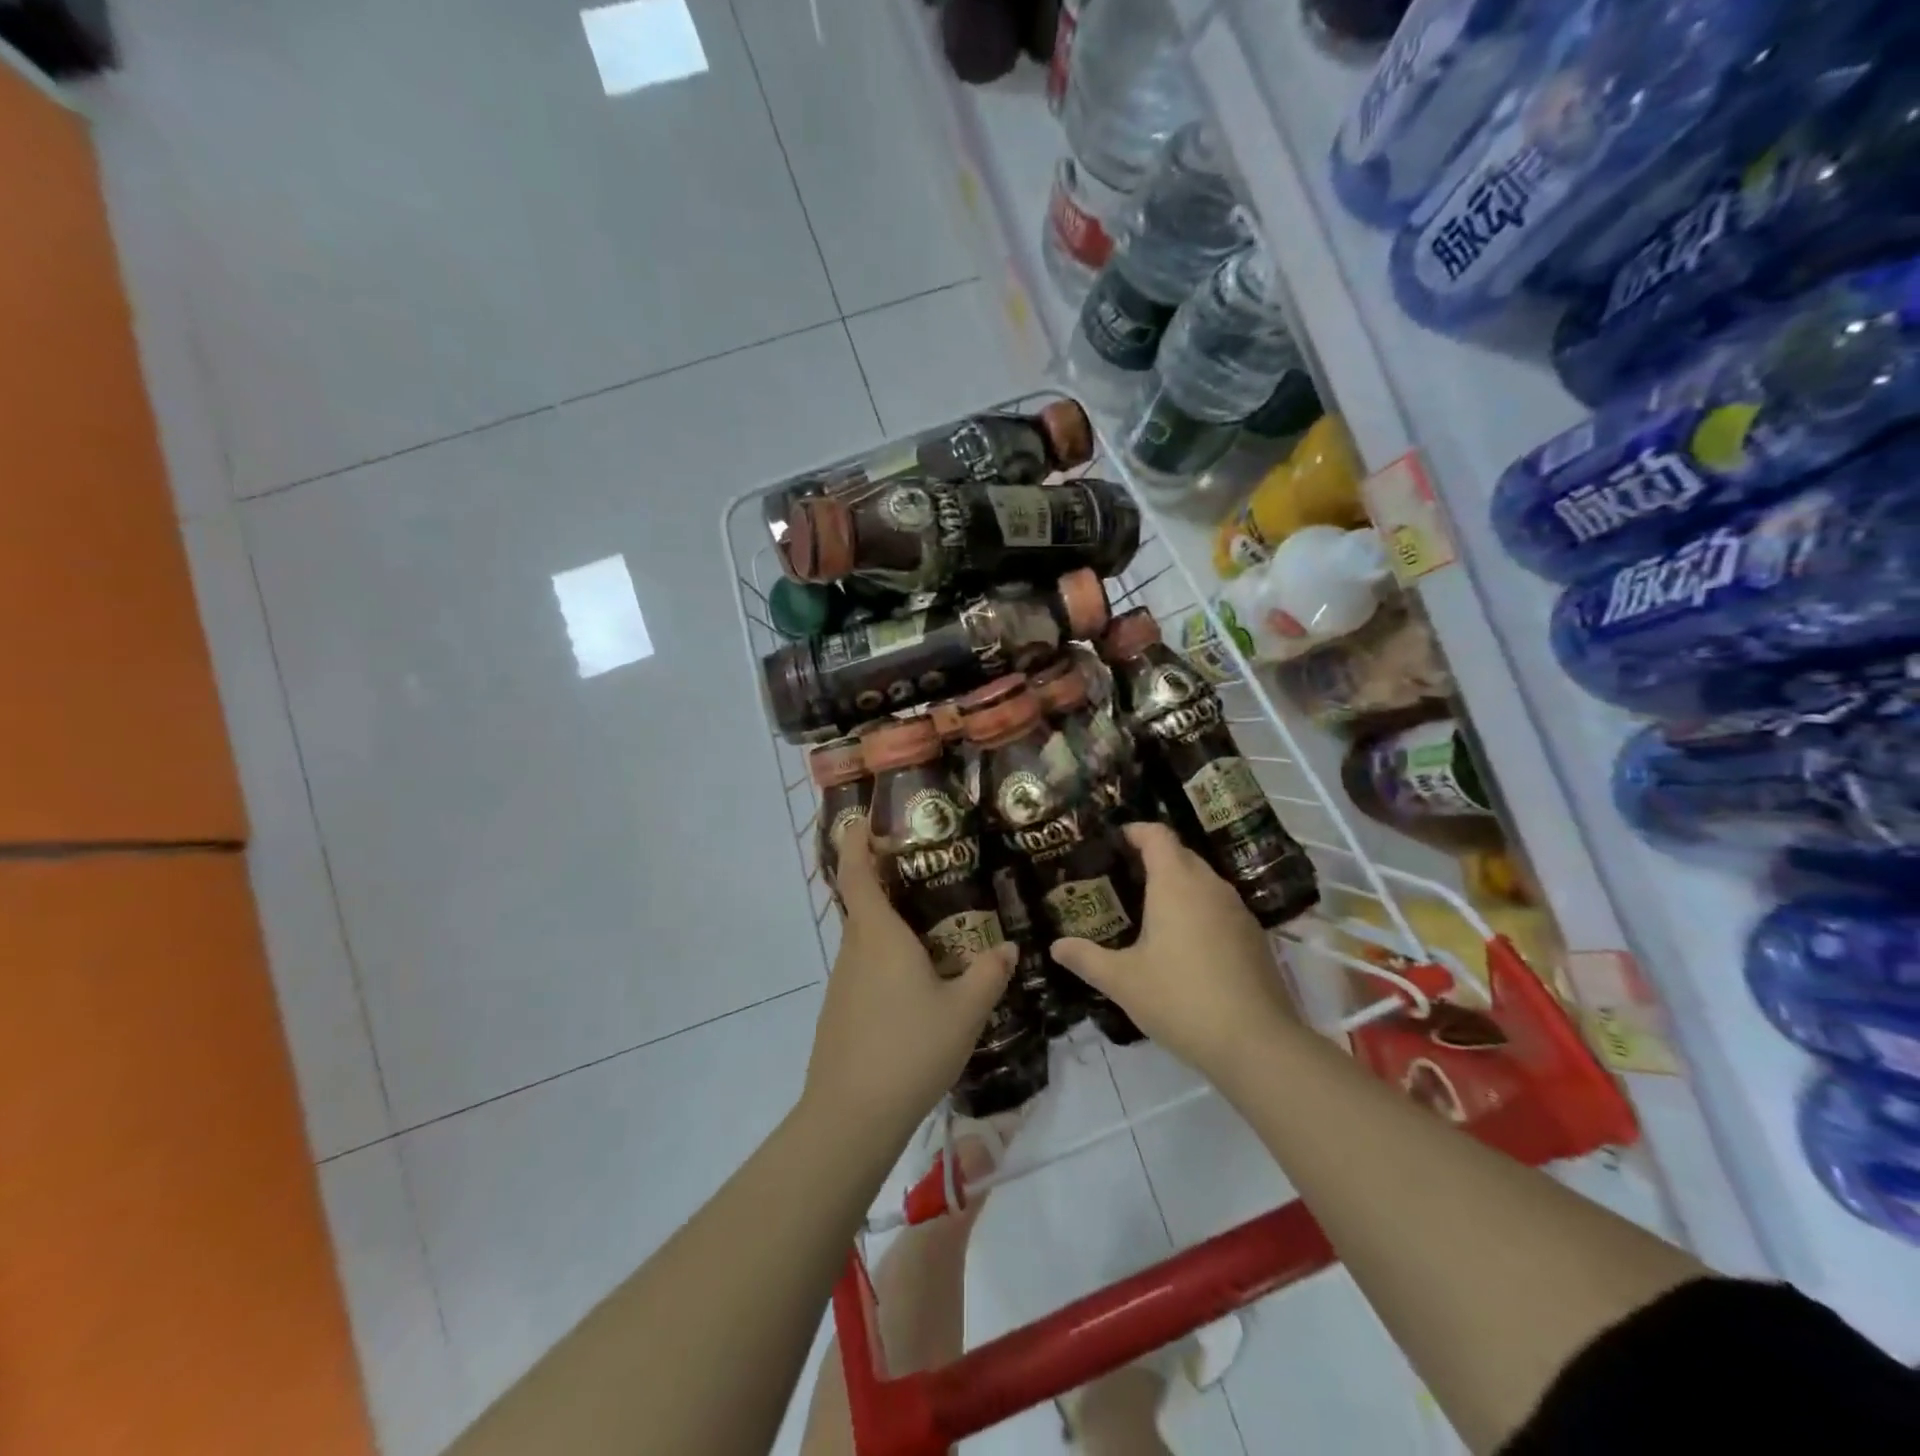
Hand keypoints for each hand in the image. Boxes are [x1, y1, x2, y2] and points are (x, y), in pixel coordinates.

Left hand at [802, 822, 1015, 1148]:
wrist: (852, 1116)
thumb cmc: (910, 1048)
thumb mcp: (965, 1011)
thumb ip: (989, 974)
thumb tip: (1009, 947)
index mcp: (878, 936)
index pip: (858, 873)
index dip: (857, 842)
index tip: (864, 819)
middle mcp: (854, 950)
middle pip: (864, 904)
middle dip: (888, 883)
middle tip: (929, 874)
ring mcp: (842, 983)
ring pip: (866, 941)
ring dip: (892, 928)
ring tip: (935, 931)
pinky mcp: (840, 1012)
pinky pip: (865, 970)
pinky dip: (887, 962)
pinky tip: (917, 987)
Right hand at [1050, 822, 1299, 1078]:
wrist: (1256, 1043)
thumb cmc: (1180, 999)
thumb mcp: (1123, 981)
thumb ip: (1086, 958)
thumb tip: (1055, 946)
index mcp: (1176, 883)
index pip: (1157, 835)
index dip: (1134, 831)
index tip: (1112, 842)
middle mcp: (1210, 886)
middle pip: (1180, 854)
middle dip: (1151, 858)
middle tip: (1120, 879)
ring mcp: (1238, 911)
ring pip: (1202, 881)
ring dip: (1176, 885)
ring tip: (1147, 910)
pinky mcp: (1254, 937)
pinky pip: (1219, 907)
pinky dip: (1197, 910)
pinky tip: (1183, 944)